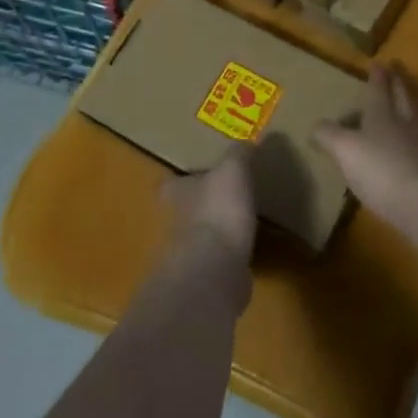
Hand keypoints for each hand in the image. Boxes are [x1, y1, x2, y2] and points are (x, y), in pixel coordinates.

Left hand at [166, 145, 256, 261]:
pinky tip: (247, 249)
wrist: (216, 269)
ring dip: (216, 230)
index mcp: (179, 193)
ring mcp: (191, 253)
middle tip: (223, 195)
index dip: (179, 178)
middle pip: (185, 210)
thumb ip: (238, 154)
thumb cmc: (218, 209)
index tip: (192, 174)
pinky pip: (219, 260)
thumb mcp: (233, 169)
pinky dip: (230, 254)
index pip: (170, 183)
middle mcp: (178, 222)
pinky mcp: (208, 277)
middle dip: (201, 204)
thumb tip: (247, 140)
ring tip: (239, 221)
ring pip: (201, 236)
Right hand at [312, 64, 417, 231]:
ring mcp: (414, 147)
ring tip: (400, 107)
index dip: (378, 75)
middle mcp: (400, 124)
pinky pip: (412, 144)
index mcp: (382, 112)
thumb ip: (328, 134)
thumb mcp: (343, 148)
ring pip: (410, 119)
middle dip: (397, 85)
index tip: (379, 62)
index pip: (379, 88)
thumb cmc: (377, 166)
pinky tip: (398, 147)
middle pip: (400, 98)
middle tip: (395, 75)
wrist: (416, 203)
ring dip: (406, 109)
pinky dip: (405, 139)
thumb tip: (316, 125)